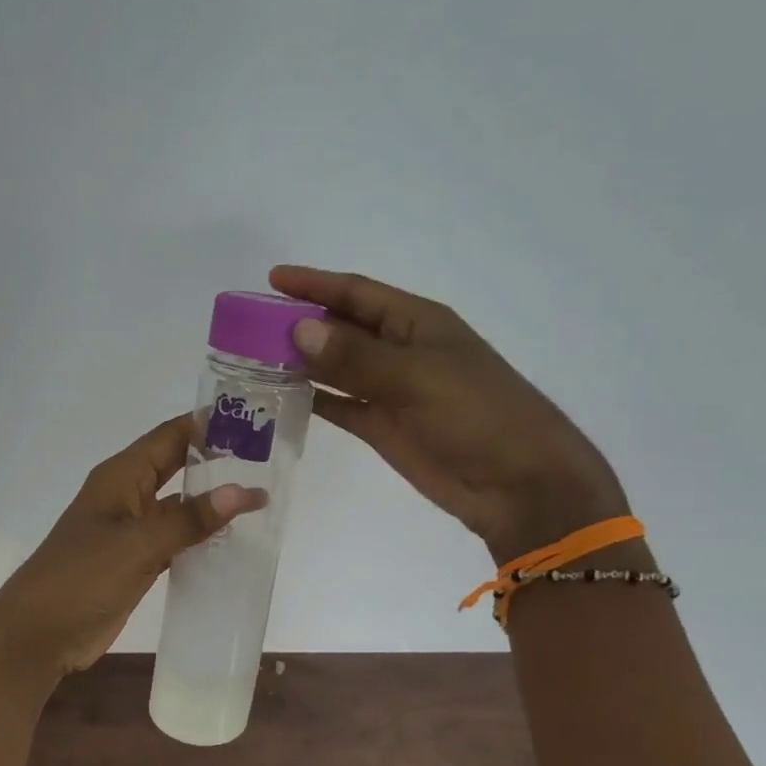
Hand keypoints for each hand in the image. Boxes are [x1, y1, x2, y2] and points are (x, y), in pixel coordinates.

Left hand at [0, 416, 266, 681]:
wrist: (39, 634)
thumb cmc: (80, 577)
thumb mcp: (137, 545)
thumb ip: (189, 519)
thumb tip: (244, 490)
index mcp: (121, 476)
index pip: (170, 436)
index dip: (208, 424)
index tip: (254, 417)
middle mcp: (128, 496)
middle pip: (178, 467)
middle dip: (218, 460)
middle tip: (270, 458)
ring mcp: (132, 530)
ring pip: (180, 506)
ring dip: (213, 501)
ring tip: (262, 496)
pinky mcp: (137, 561)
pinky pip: (176, 539)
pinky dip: (201, 537)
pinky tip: (233, 541)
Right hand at [270, 265, 628, 562]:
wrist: (517, 484)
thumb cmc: (478, 415)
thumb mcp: (418, 377)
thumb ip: (356, 357)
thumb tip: (298, 331)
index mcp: (415, 323)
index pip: (355, 294)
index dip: (314, 284)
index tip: (272, 280)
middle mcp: (399, 350)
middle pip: (340, 329)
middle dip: (299, 324)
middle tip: (248, 327)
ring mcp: (390, 390)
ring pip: (335, 368)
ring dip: (300, 363)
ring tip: (253, 360)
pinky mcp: (383, 427)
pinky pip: (340, 405)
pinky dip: (313, 399)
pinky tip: (282, 397)